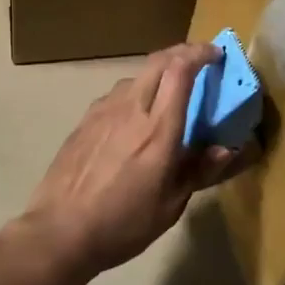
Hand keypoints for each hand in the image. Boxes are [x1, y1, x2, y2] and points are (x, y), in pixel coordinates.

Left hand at [18, 43, 243, 280]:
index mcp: (158, 130)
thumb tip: (225, 149)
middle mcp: (130, 110)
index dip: (200, 54)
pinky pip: (116, 96)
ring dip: (156, 75)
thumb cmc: (122, 224)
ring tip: (167, 95)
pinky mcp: (84, 122)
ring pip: (135, 77)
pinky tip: (134, 119)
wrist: (59, 231)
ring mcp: (102, 112)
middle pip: (157, 61)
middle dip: (181, 53)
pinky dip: (134, 94)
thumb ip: (198, 171)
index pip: (180, 71)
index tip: (216, 55)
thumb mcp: (170, 206)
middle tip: (198, 62)